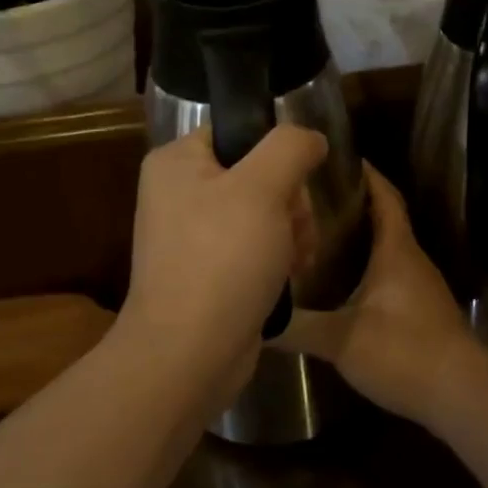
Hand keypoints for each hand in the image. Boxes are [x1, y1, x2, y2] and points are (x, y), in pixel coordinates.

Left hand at [121, 125, 326, 395]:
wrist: (189, 355)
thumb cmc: (222, 259)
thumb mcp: (262, 188)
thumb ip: (290, 147)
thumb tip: (310, 138)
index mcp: (176, 162)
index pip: (239, 132)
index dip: (276, 154)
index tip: (295, 185)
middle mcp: (178, 193)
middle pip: (257, 174)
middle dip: (289, 203)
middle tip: (295, 230)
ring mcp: (190, 235)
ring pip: (262, 212)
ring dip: (290, 232)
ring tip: (296, 260)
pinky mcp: (206, 271)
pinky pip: (252, 247)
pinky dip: (276, 258)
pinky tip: (289, 277)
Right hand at [287, 165, 487, 428]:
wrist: (463, 397)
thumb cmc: (405, 353)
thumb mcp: (342, 340)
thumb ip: (298, 327)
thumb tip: (255, 316)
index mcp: (397, 249)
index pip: (384, 195)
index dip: (364, 173)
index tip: (332, 159)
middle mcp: (411, 259)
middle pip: (383, 217)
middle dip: (350, 202)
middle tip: (307, 199)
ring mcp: (419, 285)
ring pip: (385, 247)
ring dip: (356, 236)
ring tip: (314, 235)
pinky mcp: (420, 310)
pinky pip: (388, 272)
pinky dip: (364, 265)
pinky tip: (337, 282)